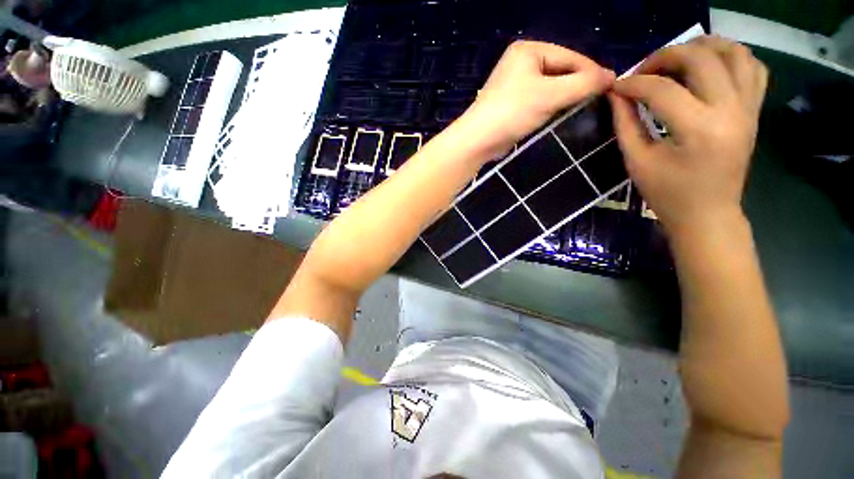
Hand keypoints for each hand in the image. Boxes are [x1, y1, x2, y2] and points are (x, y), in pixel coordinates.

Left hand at [464, 41, 614, 158]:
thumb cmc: (512, 112)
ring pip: (550, 87)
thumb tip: (612, 76)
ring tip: (580, 109)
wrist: (478, 140)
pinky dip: (550, 107)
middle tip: (596, 101)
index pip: (570, 56)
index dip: (591, 71)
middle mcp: (521, 63)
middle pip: (560, 71)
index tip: (611, 87)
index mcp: (529, 50)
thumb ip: (583, 83)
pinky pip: (538, 100)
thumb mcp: (551, 94)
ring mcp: (514, 84)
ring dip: (564, 98)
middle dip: (577, 86)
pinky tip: (558, 115)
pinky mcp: (511, 104)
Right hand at [609, 35, 767, 236]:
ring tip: (677, 59)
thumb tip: (616, 95)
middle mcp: (730, 110)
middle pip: (700, 58)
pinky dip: (732, 56)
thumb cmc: (667, 194)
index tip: (614, 88)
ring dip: (702, 47)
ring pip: (734, 52)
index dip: (632, 84)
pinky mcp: (754, 110)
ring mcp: (748, 107)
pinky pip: (753, 67)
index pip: (661, 90)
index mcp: (698, 130)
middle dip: (665, 56)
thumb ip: (625, 124)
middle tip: (643, 71)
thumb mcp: (637, 161)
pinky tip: (709, 66)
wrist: (708, 213)